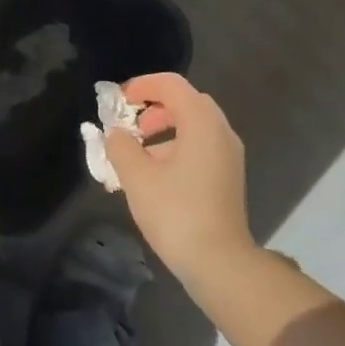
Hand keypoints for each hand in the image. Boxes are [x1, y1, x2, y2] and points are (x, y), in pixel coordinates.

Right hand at [103, 73, 256, 282]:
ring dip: (164, 131)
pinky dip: (176, 148)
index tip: (119, 101)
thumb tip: (115, 133)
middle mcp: (221, 132)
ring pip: (194, 127)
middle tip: (130, 128)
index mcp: (202, 123)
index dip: (142, 85)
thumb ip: (121, 147)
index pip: (172, 85)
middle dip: (154, 108)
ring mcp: (228, 155)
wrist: (218, 260)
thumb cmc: (176, 213)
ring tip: (136, 156)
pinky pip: (200, 147)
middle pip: (187, 102)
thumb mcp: (137, 178)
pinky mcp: (228, 176)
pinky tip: (155, 176)